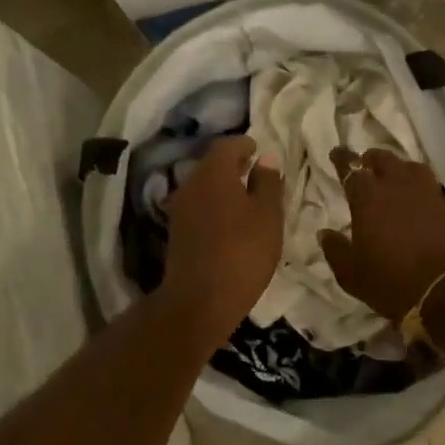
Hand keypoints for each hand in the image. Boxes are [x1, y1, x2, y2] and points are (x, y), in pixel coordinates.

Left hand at [160, 136, 284, 339]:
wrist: (199, 300)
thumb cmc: (242, 252)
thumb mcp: (267, 216)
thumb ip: (268, 183)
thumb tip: (266, 158)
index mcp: (213, 173)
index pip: (227, 145)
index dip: (244, 144)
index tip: (258, 150)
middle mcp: (191, 183)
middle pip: (211, 164)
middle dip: (233, 165)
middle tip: (255, 172)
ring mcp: (180, 208)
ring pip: (203, 186)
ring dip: (223, 186)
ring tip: (246, 198)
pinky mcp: (176, 231)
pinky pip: (198, 206)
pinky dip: (214, 205)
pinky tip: (229, 221)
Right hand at [319, 147, 444, 322]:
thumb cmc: (393, 283)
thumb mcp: (352, 275)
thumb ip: (335, 250)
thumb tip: (324, 233)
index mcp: (369, 198)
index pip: (351, 168)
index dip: (342, 159)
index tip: (337, 153)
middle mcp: (400, 187)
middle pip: (385, 160)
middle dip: (373, 159)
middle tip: (367, 164)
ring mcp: (431, 196)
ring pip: (414, 169)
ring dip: (402, 169)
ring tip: (397, 177)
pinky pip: (436, 192)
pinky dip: (426, 193)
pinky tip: (424, 204)